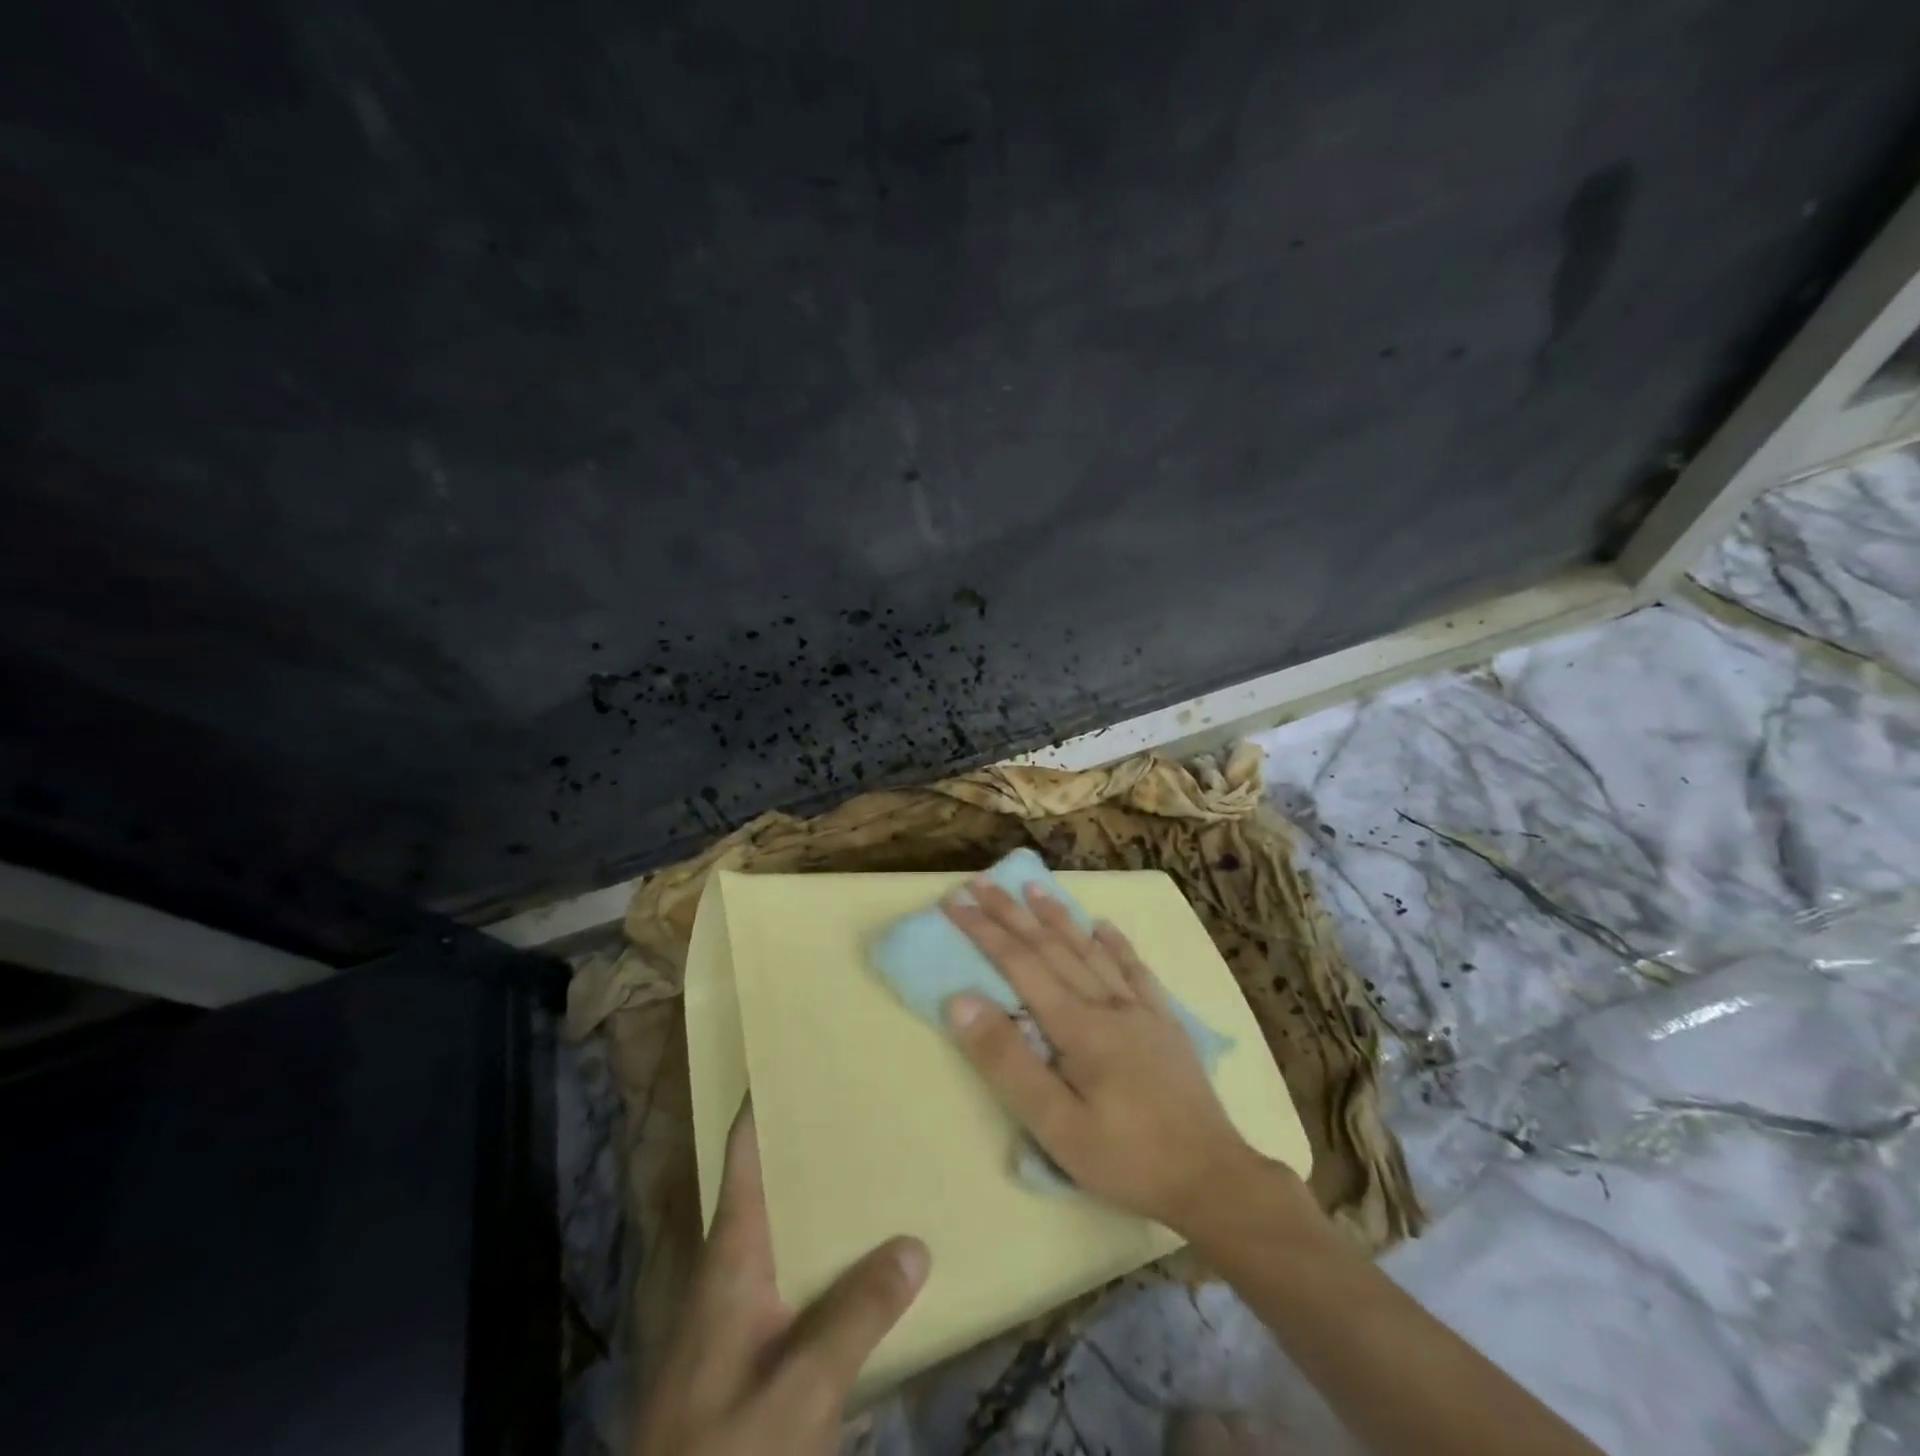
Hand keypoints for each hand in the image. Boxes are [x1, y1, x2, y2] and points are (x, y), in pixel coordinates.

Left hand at [633, 1106, 929, 1455]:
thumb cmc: (725, 1450)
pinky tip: (866, 1262)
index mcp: (731, 1257)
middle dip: (813, 1146)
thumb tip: (915, 1243)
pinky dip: (828, 1255)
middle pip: (771, 1186)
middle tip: (867, 1105)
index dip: (764, 1104)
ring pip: (786, 1232)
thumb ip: (855, 1317)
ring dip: (824, 1201)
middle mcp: (732, 1271)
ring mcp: (738, 1314)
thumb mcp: (798, 1393)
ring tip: (878, 1166)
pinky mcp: (749, 1352)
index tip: (799, 1058)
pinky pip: (795, 1278)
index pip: (745, 1156)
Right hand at [941, 879, 1261, 1231]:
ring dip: (1059, 917)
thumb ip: (1007, 1060)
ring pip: (1091, 950)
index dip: (984, 931)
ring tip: (1034, 888)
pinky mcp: (1166, 1023)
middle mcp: (1107, 1003)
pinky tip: (1105, 926)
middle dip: (1012, 913)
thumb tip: (962, 1000)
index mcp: (1078, 1025)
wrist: (1213, 1178)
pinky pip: (1136, 971)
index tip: (955, 903)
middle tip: (982, 882)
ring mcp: (1141, 1010)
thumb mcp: (1054, 1124)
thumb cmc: (1125, 1158)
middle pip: (1052, 947)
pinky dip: (1117, 945)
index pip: (1020, 964)